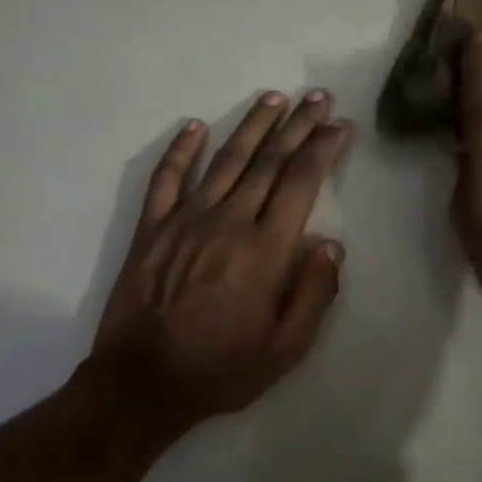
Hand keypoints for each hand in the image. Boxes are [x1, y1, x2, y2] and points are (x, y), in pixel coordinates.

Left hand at [92, 90, 352, 429]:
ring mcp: (185, 221)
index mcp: (265, 250)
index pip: (301, 183)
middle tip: (317, 97)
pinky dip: (180, 150)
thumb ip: (314, 294)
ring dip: (252, 125)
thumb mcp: (286, 348)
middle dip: (297, 125)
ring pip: (225, 160)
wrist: (142, 384)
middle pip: (268, 161)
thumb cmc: (222, 369)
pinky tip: (194, 126)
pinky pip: (166, 179)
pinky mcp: (152, 229)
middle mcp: (228, 222)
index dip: (323, 149)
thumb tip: (331, 246)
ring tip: (273, 98)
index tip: (339, 126)